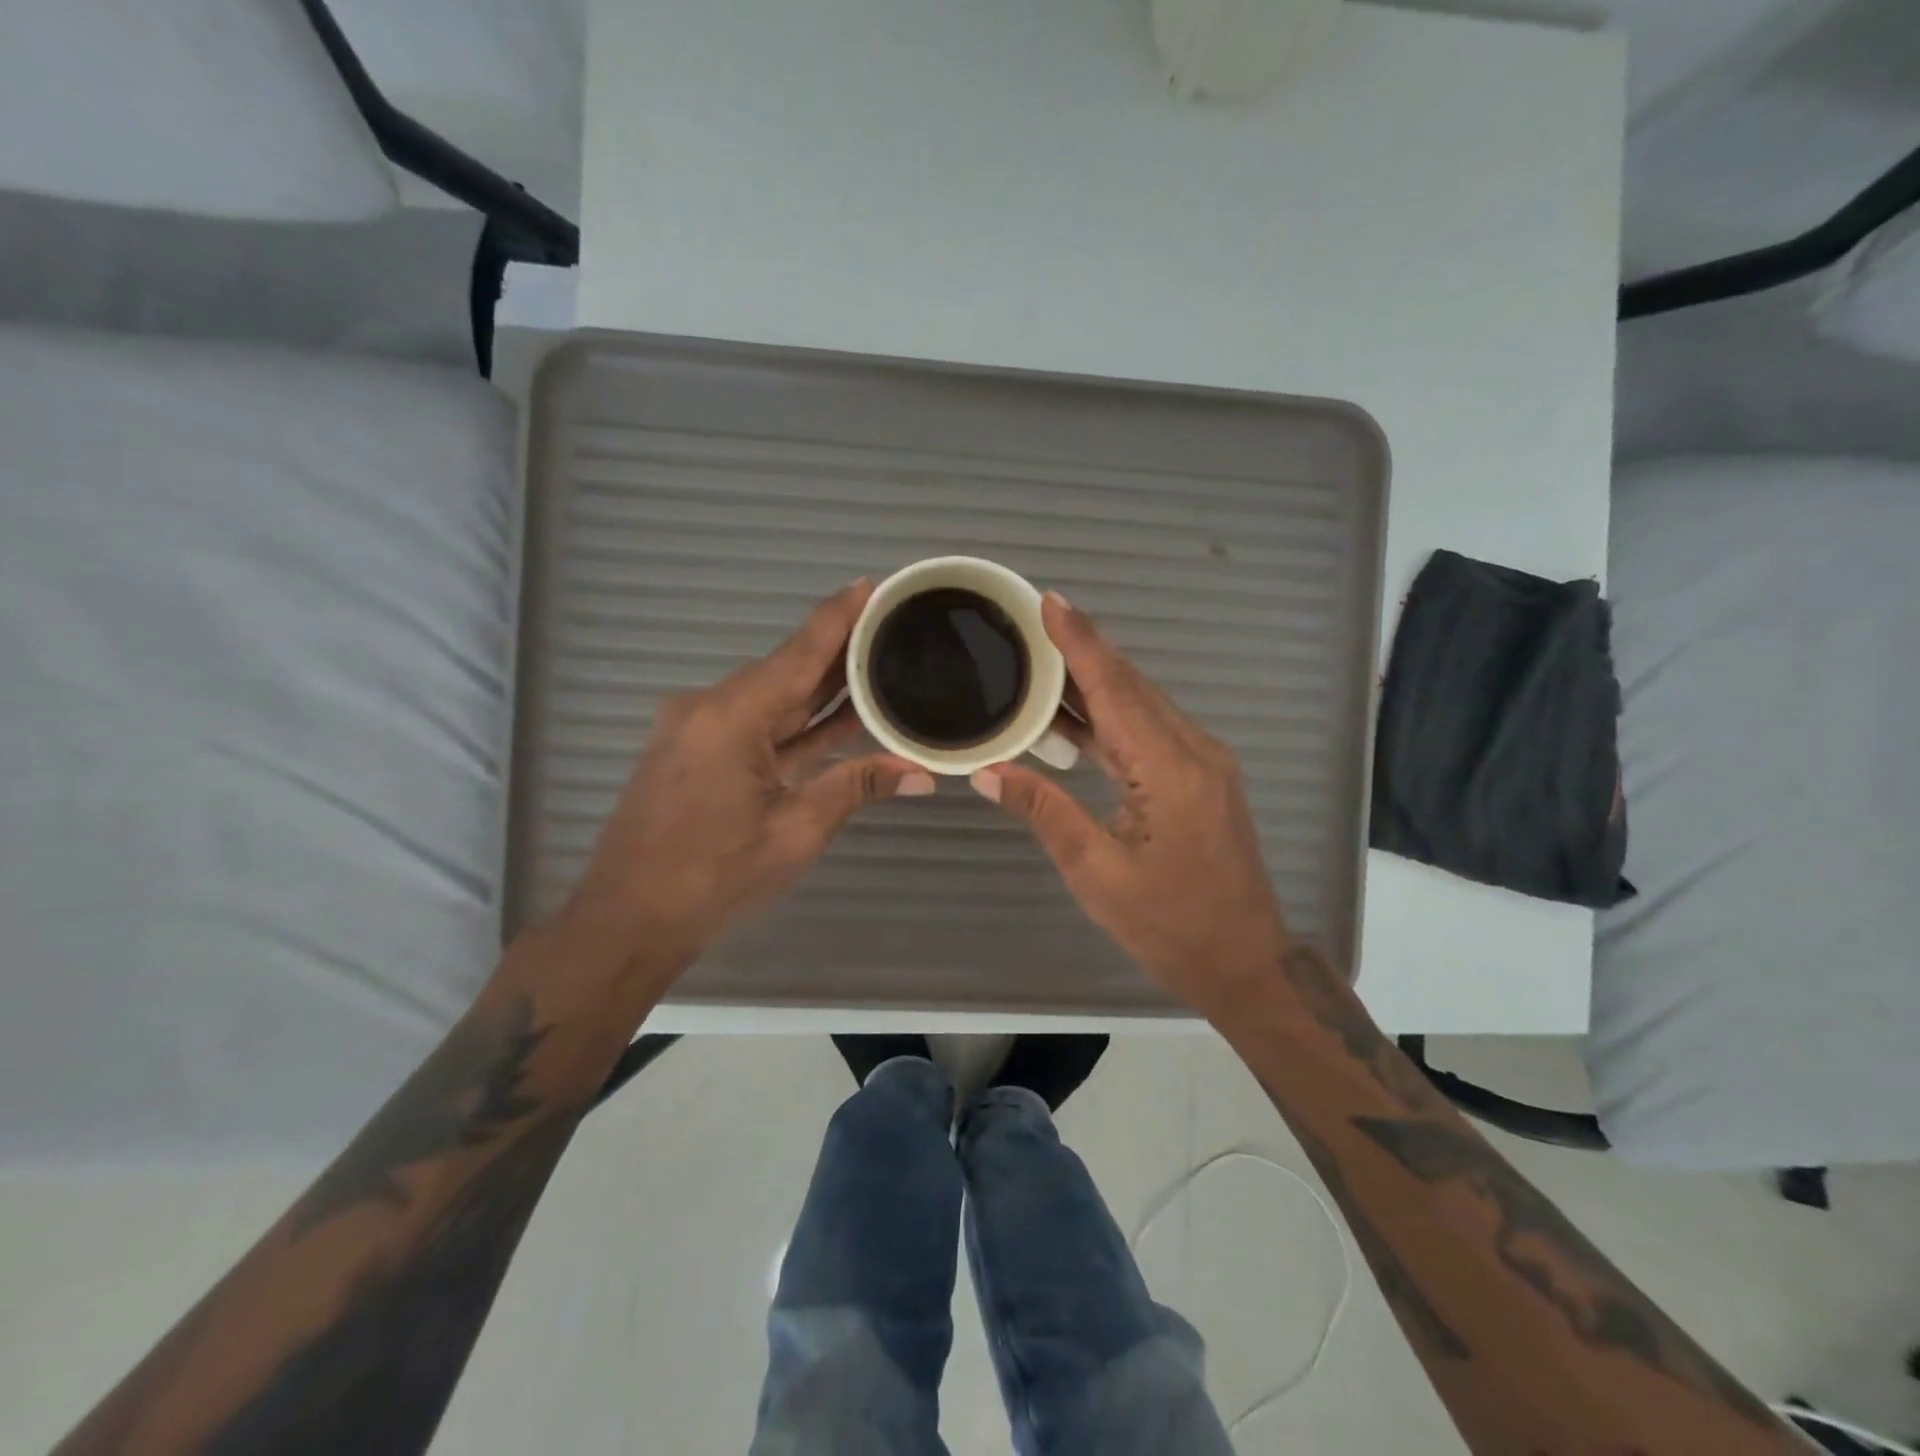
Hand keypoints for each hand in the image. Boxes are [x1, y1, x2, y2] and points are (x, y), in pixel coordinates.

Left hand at [565, 580, 931, 979]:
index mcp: (731, 716)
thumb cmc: (712, 876)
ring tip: (876, 664)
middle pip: (786, 670)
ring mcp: (698, 730)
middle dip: (838, 652)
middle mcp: (710, 708)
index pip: (799, 653)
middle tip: (890, 626)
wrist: (628, 919)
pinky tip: (838, 717)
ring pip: (772, 699)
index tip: (871, 583)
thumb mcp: (795, 831)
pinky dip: (795, 722)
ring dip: (819, 691)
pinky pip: (756, 725)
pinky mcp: (696, 752)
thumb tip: (920, 773)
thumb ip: (856, 788)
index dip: (838, 617)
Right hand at [971, 593, 1290, 1016]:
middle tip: (1033, 620)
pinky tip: (1074, 715)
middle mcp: (1194, 751)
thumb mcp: (1097, 873)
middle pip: (1131, 686)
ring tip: (1042, 659)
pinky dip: (1110, 715)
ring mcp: (1203, 762)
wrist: (1245, 962)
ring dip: (1095, 681)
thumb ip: (1045, 811)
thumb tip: (987, 771)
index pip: (1116, 690)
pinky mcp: (1200, 778)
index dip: (1080, 643)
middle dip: (1084, 649)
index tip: (1049, 600)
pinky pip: (1149, 731)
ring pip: (1142, 705)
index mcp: (1171, 770)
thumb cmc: (1171, 926)